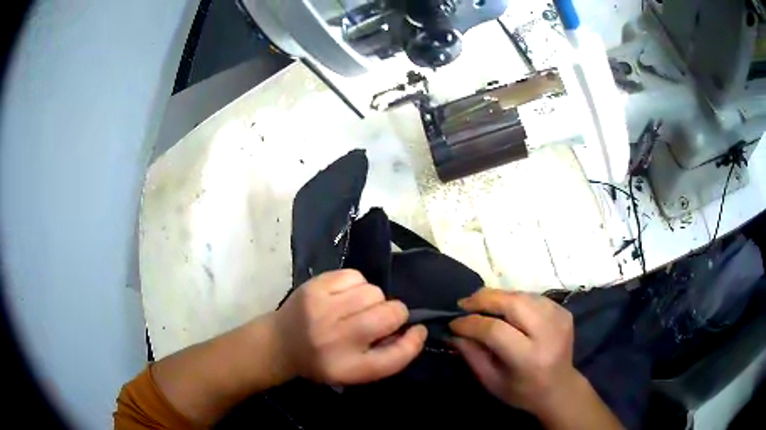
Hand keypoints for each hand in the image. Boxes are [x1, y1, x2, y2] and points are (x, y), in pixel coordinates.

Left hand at [273, 270, 426, 384]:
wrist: (280, 343)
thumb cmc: (323, 361)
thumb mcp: (356, 372)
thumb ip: (388, 356)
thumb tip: (415, 329)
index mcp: (349, 368)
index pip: (396, 356)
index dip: (413, 341)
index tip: (416, 331)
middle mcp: (337, 339)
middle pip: (391, 314)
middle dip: (394, 314)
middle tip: (379, 320)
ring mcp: (324, 309)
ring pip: (374, 292)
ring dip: (374, 300)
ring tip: (358, 309)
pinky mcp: (315, 287)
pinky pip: (356, 276)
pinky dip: (358, 285)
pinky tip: (345, 296)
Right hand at [449, 288, 578, 415]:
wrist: (560, 388)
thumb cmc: (522, 391)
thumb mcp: (491, 381)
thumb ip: (472, 355)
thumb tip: (454, 332)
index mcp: (530, 358)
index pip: (496, 330)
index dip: (471, 323)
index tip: (453, 323)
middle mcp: (548, 334)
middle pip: (513, 303)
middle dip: (484, 299)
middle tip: (464, 303)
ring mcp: (560, 319)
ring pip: (523, 295)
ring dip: (498, 297)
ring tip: (480, 303)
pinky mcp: (564, 312)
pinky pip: (533, 297)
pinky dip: (515, 299)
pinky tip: (504, 308)